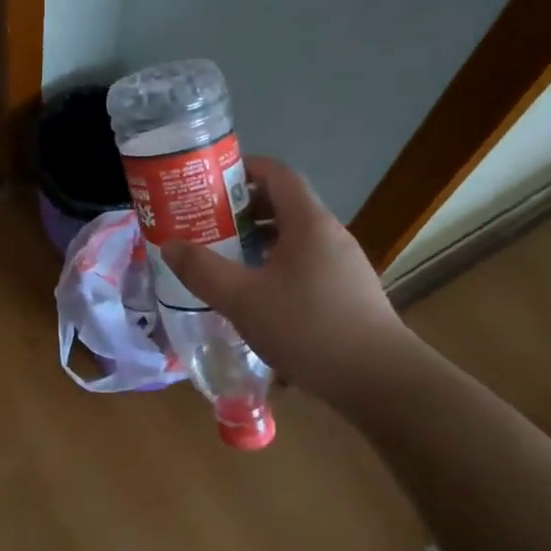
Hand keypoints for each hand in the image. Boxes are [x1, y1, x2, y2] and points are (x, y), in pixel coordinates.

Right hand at [162, 156, 405, 401]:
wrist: (381, 382)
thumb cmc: (308, 328)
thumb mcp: (242, 300)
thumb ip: (202, 270)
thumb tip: (169, 245)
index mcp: (308, 222)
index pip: (276, 173)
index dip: (243, 168)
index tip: (209, 182)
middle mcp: (330, 234)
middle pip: (284, 203)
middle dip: (243, 208)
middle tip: (206, 222)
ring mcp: (344, 264)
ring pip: (294, 237)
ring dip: (258, 240)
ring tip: (224, 258)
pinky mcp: (349, 292)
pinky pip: (306, 262)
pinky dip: (277, 265)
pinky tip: (257, 295)